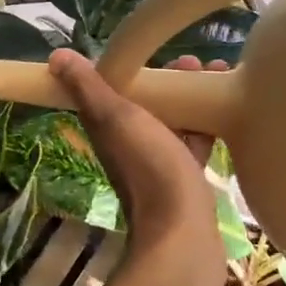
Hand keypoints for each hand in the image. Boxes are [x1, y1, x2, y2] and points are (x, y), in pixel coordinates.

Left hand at [48, 50, 224, 277]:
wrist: (182, 235)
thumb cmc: (150, 169)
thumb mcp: (116, 119)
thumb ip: (89, 89)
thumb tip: (56, 57)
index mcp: (111, 129)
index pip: (116, 90)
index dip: (135, 68)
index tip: (159, 50)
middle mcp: (132, 145)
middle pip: (149, 104)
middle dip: (170, 81)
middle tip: (197, 63)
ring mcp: (161, 163)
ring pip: (175, 122)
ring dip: (192, 99)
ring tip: (217, 76)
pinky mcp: (187, 179)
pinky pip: (196, 144)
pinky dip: (208, 125)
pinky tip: (230, 112)